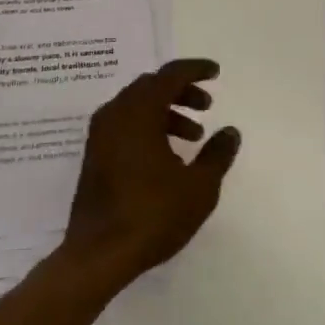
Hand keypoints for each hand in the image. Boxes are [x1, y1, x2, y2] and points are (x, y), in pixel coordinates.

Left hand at [62, 59, 241, 280]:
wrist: (98, 255)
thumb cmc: (152, 214)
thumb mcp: (198, 187)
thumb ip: (217, 154)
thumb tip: (230, 132)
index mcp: (139, 111)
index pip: (170, 74)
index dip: (195, 70)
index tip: (215, 73)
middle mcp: (116, 113)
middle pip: (152, 86)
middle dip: (182, 91)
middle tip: (207, 106)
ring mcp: (100, 134)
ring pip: (138, 105)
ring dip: (167, 111)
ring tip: (193, 136)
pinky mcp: (94, 155)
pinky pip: (125, 123)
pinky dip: (148, 126)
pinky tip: (167, 155)